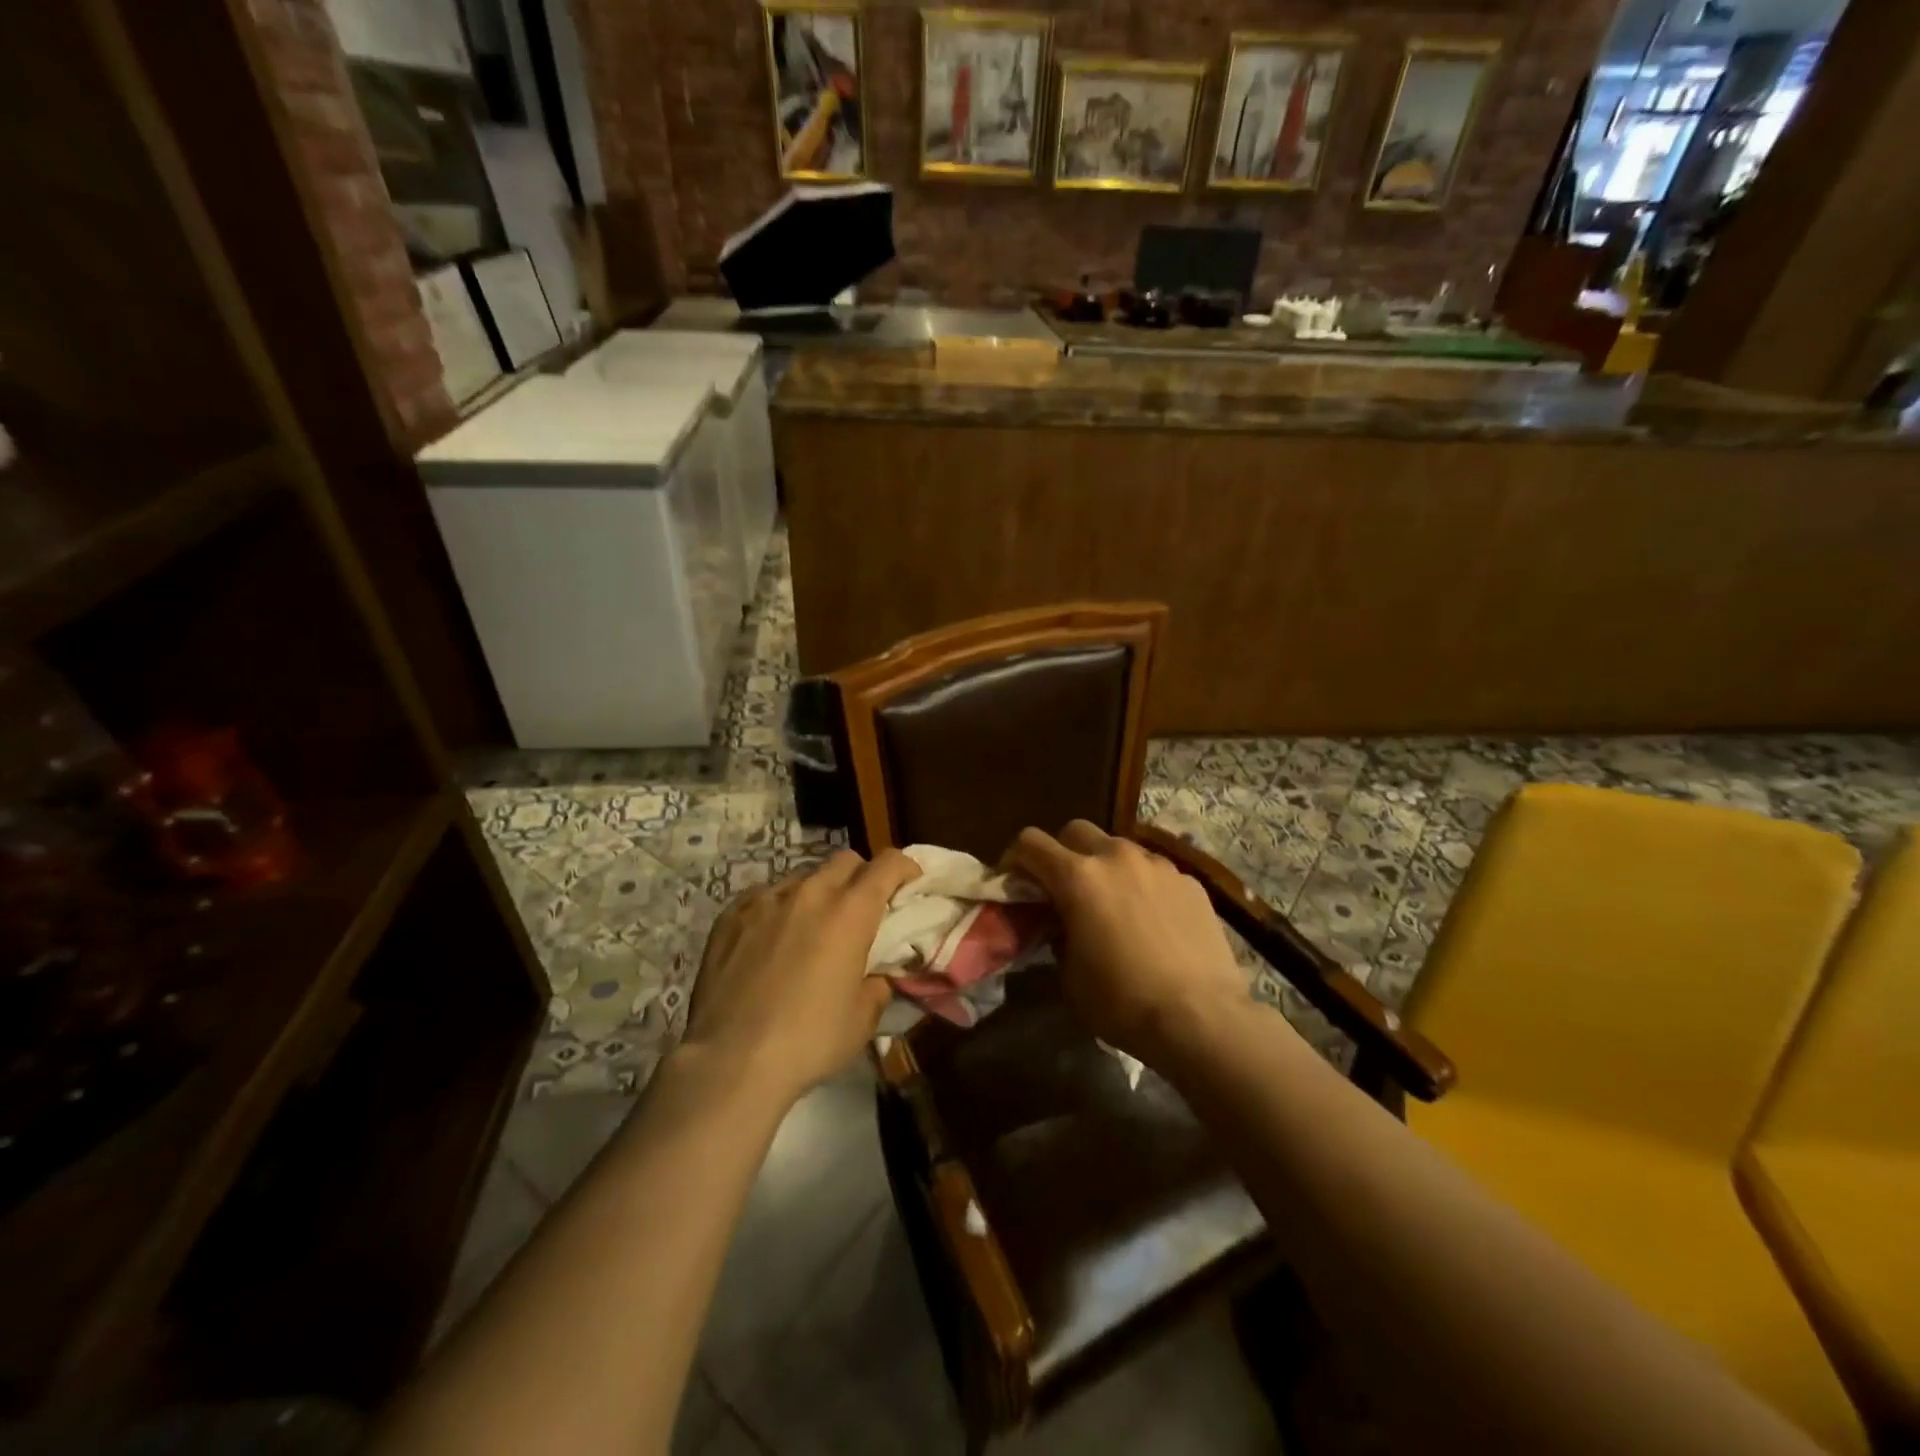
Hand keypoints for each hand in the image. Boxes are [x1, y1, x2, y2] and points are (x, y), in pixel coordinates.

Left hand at [681, 848, 920, 1103]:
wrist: (731, 1060)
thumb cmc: (809, 1041)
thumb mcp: (862, 1020)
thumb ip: (876, 985)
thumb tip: (875, 975)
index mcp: (850, 912)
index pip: (887, 864)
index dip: (904, 867)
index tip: (909, 882)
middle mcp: (810, 893)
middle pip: (845, 861)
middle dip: (861, 876)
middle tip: (861, 909)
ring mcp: (766, 900)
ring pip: (803, 877)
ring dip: (818, 894)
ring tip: (811, 928)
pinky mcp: (731, 915)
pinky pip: (765, 897)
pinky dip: (778, 909)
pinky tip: (770, 940)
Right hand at [1010, 821, 1253, 1063]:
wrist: (1201, 1019)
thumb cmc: (1123, 1002)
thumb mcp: (1069, 976)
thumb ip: (1058, 935)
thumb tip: (1062, 924)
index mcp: (1078, 877)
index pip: (1030, 842)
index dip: (1016, 859)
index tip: (1016, 882)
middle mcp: (1117, 857)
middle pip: (1076, 830)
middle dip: (1063, 852)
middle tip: (1065, 888)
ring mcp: (1158, 865)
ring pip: (1119, 847)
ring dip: (1106, 866)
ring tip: (1113, 904)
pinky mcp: (1189, 881)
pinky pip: (1154, 871)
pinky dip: (1142, 885)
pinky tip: (1152, 920)